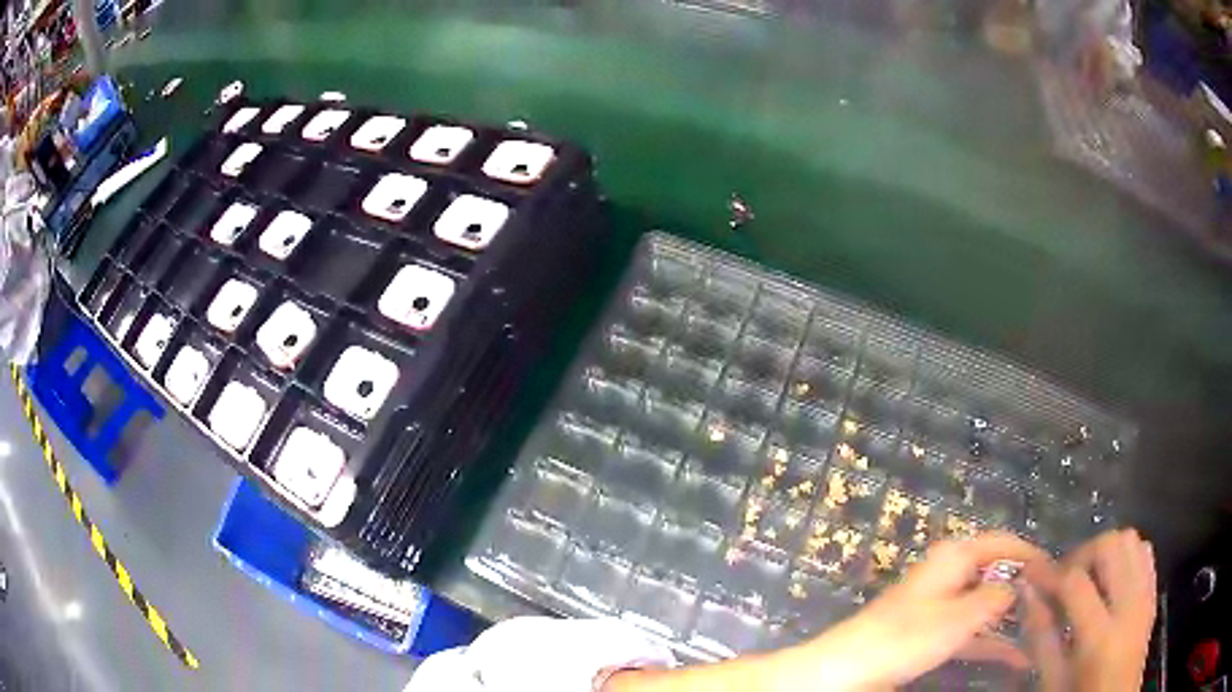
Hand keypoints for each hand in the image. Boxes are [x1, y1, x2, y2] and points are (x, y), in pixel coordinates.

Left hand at [804, 531, 1055, 688]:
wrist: (848, 670)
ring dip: (1012, 620)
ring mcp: (942, 605)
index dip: (1034, 556)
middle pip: (998, 574)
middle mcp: (951, 574)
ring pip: (987, 606)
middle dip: (1026, 590)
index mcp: (956, 556)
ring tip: (1044, 632)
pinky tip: (1018, 659)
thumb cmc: (906, 637)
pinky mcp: (933, 632)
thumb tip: (1018, 586)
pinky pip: (972, 631)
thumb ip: (995, 598)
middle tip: (1056, 607)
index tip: (1060, 574)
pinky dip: (993, 643)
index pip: (1005, 543)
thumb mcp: (959, 617)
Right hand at [1024, 529, 1156, 691]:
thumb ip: (1041, 637)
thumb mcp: (1053, 680)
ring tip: (1086, 578)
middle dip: (1082, 554)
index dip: (1049, 572)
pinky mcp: (1153, 592)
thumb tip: (1027, 591)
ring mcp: (1146, 595)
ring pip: (1130, 540)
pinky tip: (1109, 580)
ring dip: (1104, 551)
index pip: (1075, 584)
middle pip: (1111, 546)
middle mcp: (1129, 606)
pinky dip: (1124, 555)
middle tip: (1062, 579)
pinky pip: (1144, 552)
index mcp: (1100, 638)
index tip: (1029, 570)